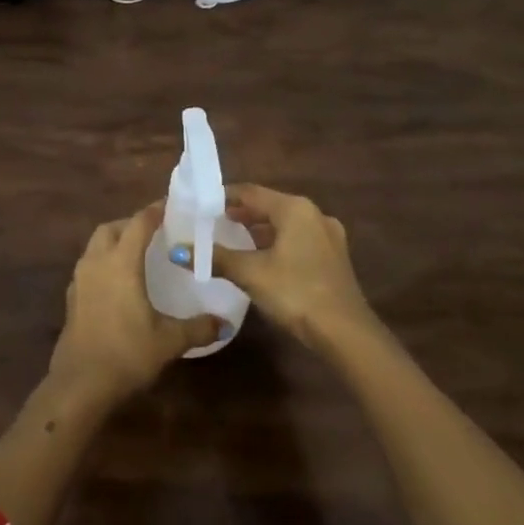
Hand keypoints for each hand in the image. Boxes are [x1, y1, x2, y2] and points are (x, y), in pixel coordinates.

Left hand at [49, 204, 221, 406]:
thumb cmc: (126, 354)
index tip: (172, 205)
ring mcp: (80, 280)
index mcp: (121, 263)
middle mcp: (97, 262)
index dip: (155, 210)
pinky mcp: (72, 298)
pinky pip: (89, 266)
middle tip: (154, 231)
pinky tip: (119, 283)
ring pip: (96, 245)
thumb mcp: (168, 341)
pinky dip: (104, 262)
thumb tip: (225, 323)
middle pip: (112, 228)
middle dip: (131, 223)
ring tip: (137, 254)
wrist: (79, 385)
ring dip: (115, 241)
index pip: (139, 223)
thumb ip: (198, 327)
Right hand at [212, 185, 377, 352]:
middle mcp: (314, 214)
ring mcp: (328, 236)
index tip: (202, 205)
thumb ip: (216, 258)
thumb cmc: (295, 292)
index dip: (225, 197)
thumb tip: (179, 251)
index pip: (251, 192)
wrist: (345, 332)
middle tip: (214, 223)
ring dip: (260, 230)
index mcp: (294, 208)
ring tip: (234, 241)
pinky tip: (263, 260)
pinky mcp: (334, 258)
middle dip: (242, 214)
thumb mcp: (250, 274)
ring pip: (286, 224)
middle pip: (270, 206)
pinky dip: (278, 243)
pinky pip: (299, 240)